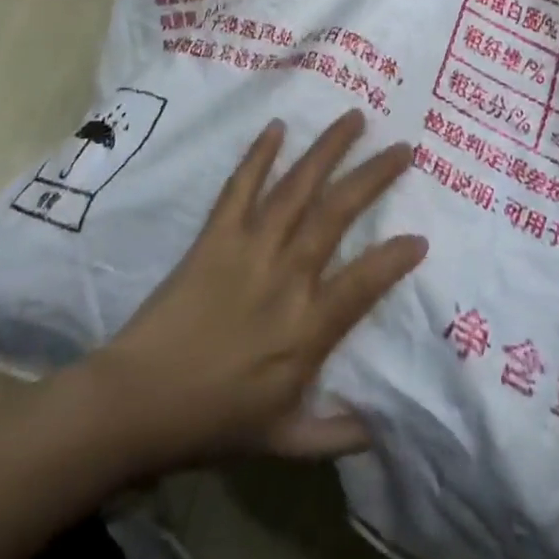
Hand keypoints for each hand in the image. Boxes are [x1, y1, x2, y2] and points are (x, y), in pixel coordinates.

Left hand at [91, 112, 424, 463]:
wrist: (137, 401)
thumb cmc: (213, 421)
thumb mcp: (282, 440)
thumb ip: (336, 434)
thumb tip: (383, 430)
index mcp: (308, 328)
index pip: (365, 281)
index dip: (396, 257)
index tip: (421, 237)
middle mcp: (286, 276)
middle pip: (337, 213)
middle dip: (374, 176)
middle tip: (402, 146)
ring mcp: (249, 248)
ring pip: (297, 188)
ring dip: (328, 150)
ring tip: (354, 117)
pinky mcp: (215, 236)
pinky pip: (240, 187)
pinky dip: (259, 155)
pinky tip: (278, 126)